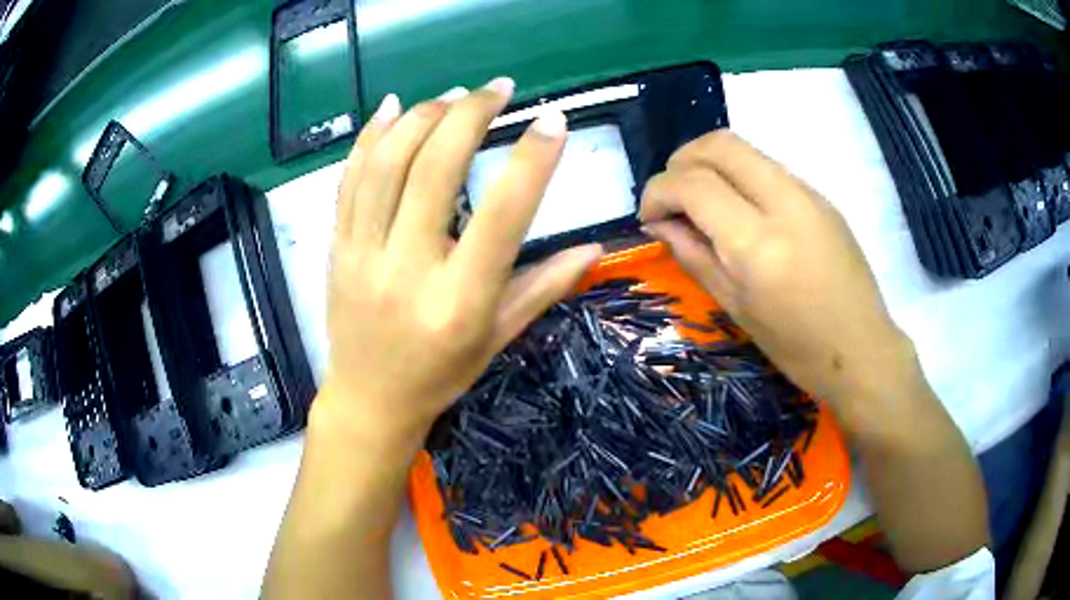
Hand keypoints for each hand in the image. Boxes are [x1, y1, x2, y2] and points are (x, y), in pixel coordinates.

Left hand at [318, 80, 602, 449]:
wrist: (369, 398)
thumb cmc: (440, 374)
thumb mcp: (498, 338)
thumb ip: (546, 287)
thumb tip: (596, 247)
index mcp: (459, 300)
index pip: (503, 215)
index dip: (532, 160)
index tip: (553, 119)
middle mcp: (408, 269)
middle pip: (435, 171)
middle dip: (469, 116)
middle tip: (498, 89)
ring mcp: (363, 254)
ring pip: (387, 164)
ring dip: (423, 117)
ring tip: (454, 95)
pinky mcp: (337, 246)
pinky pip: (350, 179)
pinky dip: (372, 136)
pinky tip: (394, 107)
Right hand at [640, 130, 911, 405]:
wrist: (862, 350)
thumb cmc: (796, 347)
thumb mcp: (736, 308)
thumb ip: (694, 255)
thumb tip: (660, 223)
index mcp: (757, 243)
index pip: (694, 184)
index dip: (658, 191)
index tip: (649, 214)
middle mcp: (784, 203)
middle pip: (719, 145)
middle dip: (682, 161)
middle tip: (672, 196)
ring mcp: (808, 194)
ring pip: (745, 150)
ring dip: (711, 164)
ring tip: (701, 201)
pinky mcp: (821, 197)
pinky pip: (768, 168)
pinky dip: (740, 176)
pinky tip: (739, 210)